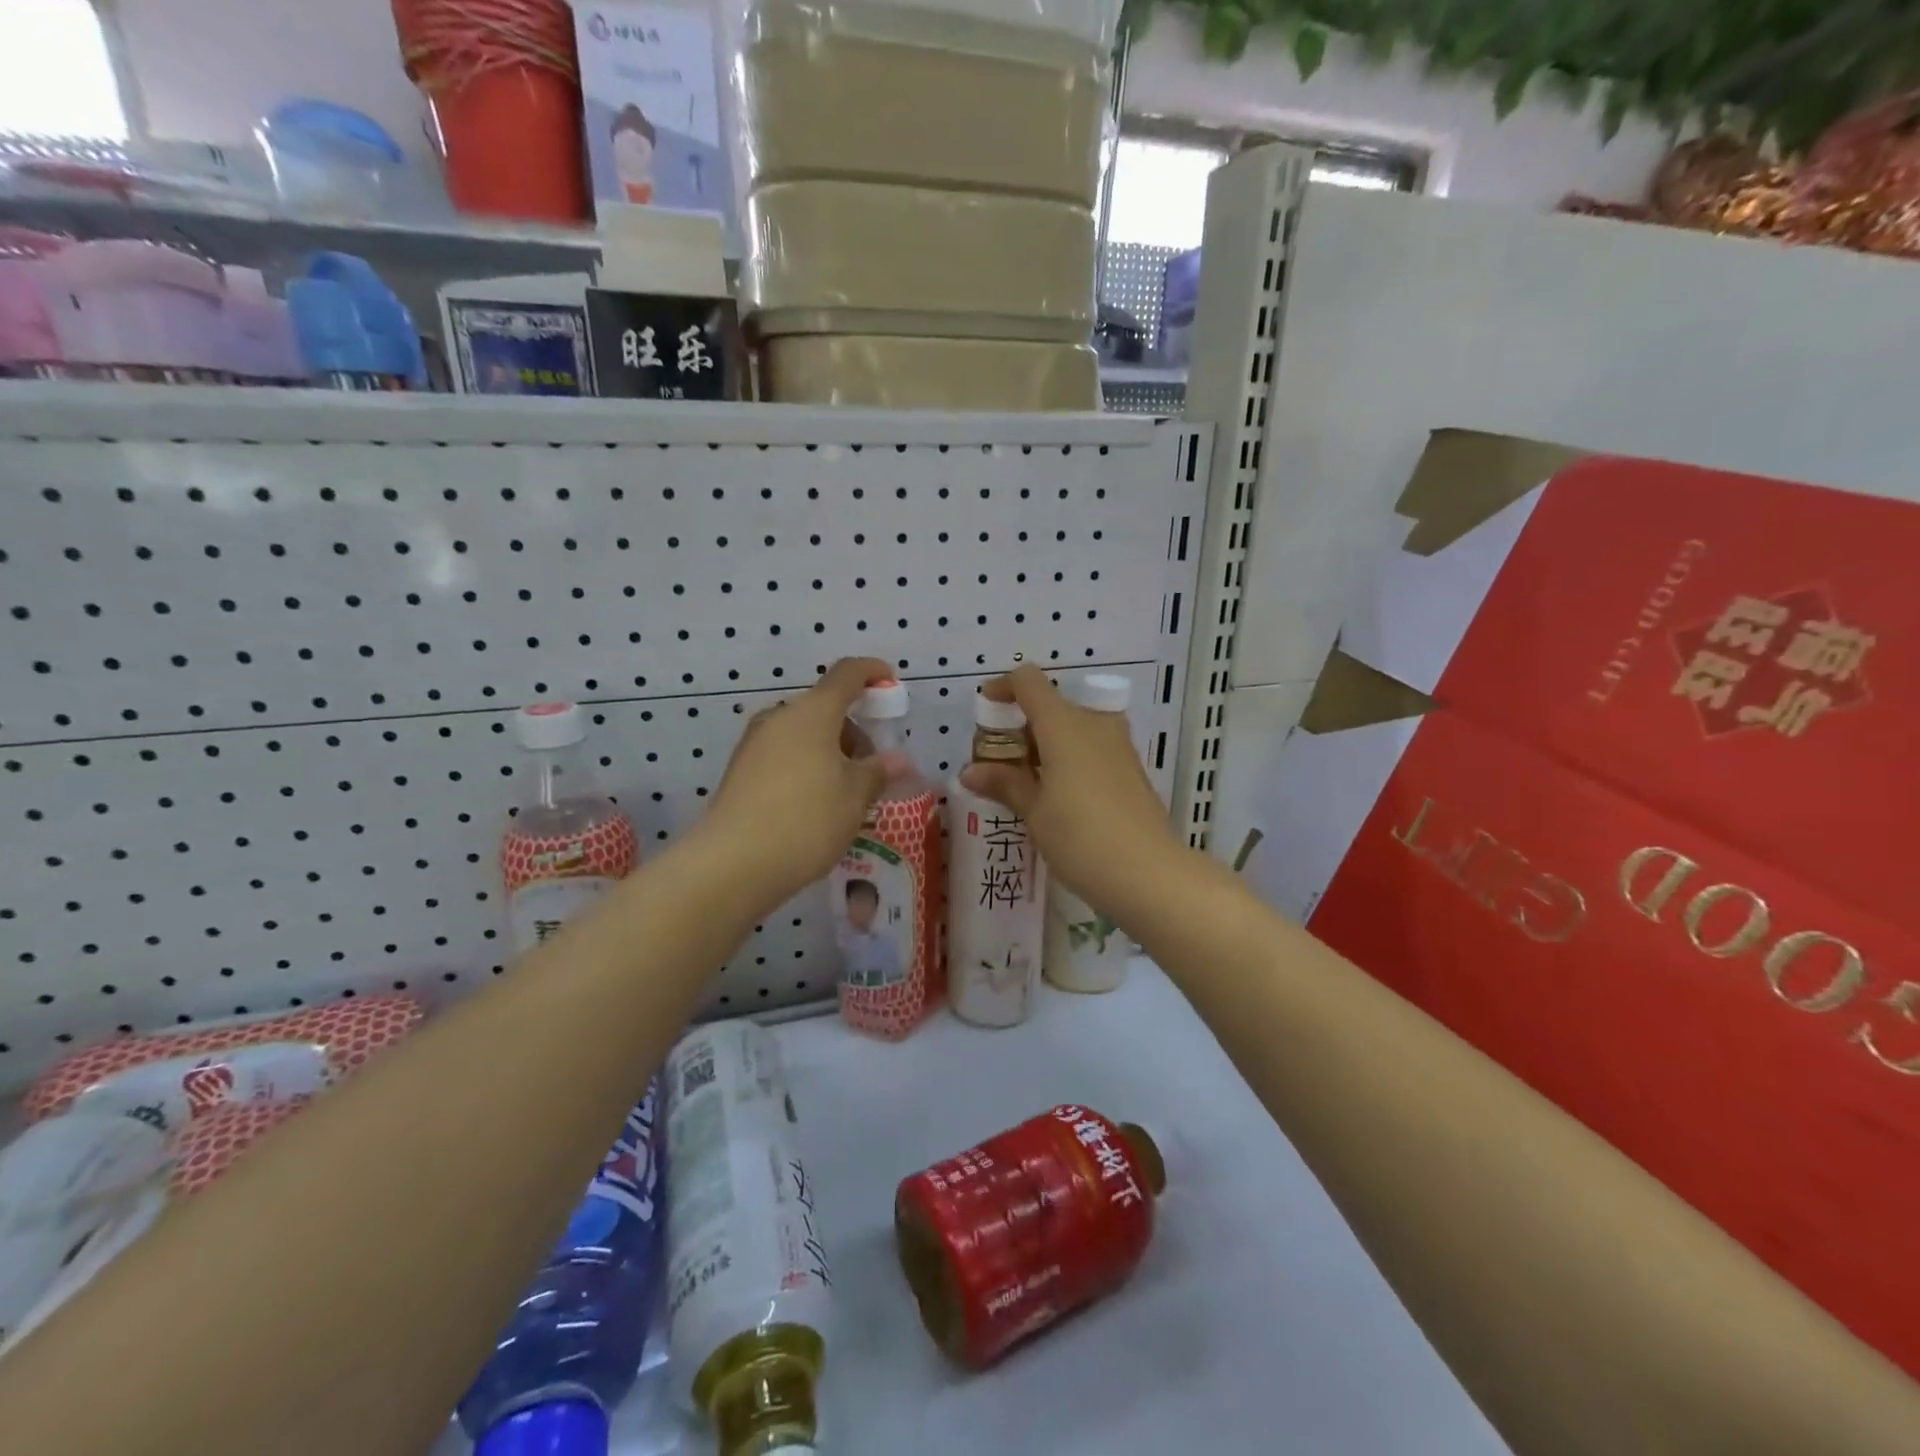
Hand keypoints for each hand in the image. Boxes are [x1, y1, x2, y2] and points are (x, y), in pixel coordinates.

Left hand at [695, 658, 903, 910]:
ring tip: (845, 794)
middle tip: (872, 768)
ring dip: (830, 751)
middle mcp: (780, 718)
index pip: (846, 674)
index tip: (890, 681)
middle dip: (853, 729)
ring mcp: (755, 743)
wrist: (732, 864)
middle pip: (824, 707)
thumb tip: (897, 760)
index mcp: (813, 712)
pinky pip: (784, 754)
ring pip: (803, 734)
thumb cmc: (807, 820)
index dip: (871, 672)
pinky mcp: (740, 770)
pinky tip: (815, 805)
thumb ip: (878, 771)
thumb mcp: (855, 797)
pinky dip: (807, 766)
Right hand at [960, 665, 1186, 918]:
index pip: (1029, 682)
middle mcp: (1093, 724)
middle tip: (1000, 764)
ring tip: (1025, 784)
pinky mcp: (1131, 768)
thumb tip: (970, 772)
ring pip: (1072, 728)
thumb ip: (1004, 784)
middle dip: (1021, 727)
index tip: (986, 712)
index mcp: (1064, 724)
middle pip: (1050, 705)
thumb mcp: (1034, 812)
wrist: (1149, 873)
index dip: (1003, 688)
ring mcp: (1117, 745)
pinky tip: (1057, 797)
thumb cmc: (1081, 837)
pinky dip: (1068, 758)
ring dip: (1045, 745)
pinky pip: (1091, 748)